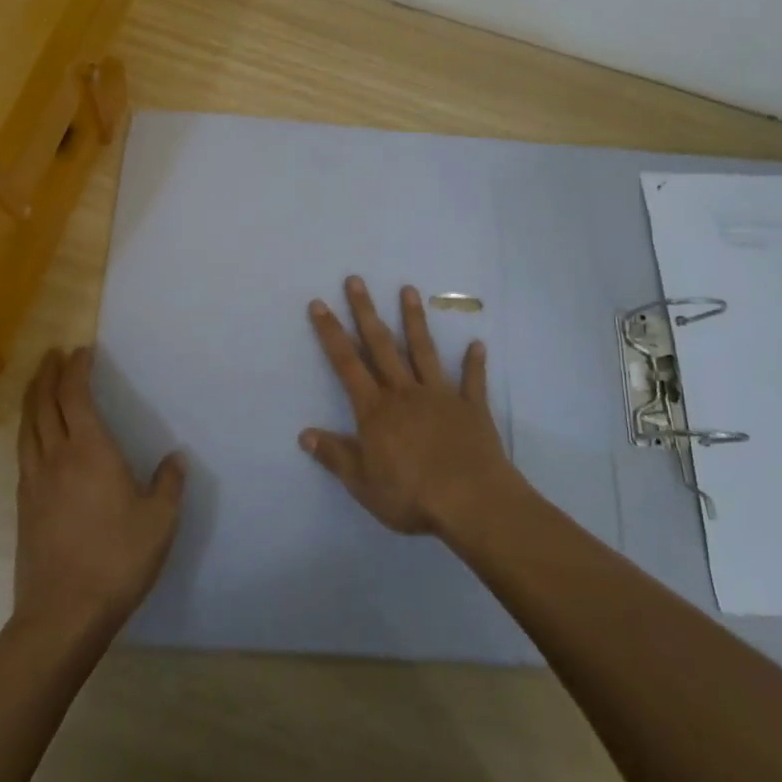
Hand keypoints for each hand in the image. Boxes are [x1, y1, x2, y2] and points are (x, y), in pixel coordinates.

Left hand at [14, 347, 185, 635]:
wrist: (61, 615)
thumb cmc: (116, 560)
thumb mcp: (159, 521)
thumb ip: (169, 484)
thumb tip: (176, 458)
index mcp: (90, 451)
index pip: (75, 395)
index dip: (76, 369)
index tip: (82, 351)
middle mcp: (56, 457)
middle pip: (44, 403)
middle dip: (48, 374)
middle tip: (53, 354)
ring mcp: (34, 482)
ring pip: (27, 426)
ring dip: (32, 397)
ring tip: (37, 382)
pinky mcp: (23, 506)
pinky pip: (23, 451)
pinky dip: (28, 429)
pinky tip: (34, 435)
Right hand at [300, 276, 518, 535]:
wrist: (471, 501)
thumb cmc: (411, 494)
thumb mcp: (363, 483)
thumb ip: (335, 456)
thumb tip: (304, 433)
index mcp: (375, 410)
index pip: (346, 364)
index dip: (331, 333)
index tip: (319, 304)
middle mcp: (404, 392)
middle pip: (381, 345)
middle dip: (366, 311)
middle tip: (355, 280)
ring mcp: (439, 395)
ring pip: (423, 351)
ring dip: (414, 320)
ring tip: (408, 290)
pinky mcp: (470, 408)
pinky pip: (472, 381)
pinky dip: (473, 363)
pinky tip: (477, 344)